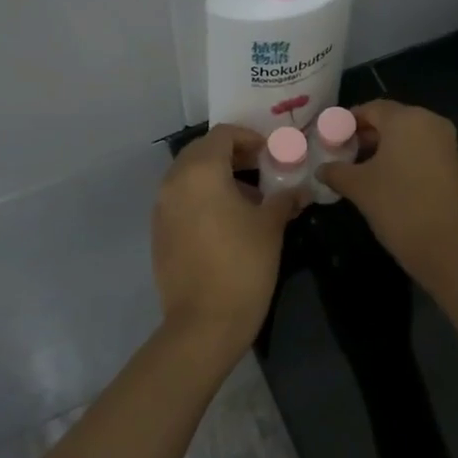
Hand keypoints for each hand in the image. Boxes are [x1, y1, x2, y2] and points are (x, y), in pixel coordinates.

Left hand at [152, 125, 300, 345]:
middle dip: (232, 155)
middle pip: (202, 151)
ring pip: (189, 176)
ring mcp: (161, 208)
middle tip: (261, 170)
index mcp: (200, 171)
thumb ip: (284, 199)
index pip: (223, 135)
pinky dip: (202, 198)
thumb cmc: (243, 265)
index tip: (271, 154)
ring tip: (248, 199)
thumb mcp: (270, 226)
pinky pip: (181, 200)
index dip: (249, 138)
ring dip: (217, 177)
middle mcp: (174, 182)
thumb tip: (298, 190)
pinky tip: (226, 222)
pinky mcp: (158, 232)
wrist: (204, 322)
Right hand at [317, 101, 457, 285]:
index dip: (347, 121)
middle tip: (341, 153)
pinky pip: (421, 152)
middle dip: (365, 135)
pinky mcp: (454, 165)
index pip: (371, 108)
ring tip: (358, 169)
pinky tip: (384, 180)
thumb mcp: (359, 188)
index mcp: (406, 119)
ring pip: (407, 137)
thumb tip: (321, 168)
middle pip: (391, 120)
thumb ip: (336, 172)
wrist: (450, 248)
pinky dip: (402, 159)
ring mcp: (446, 144)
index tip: (329, 137)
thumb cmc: (399, 206)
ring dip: (383, 148)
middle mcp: (430, 123)